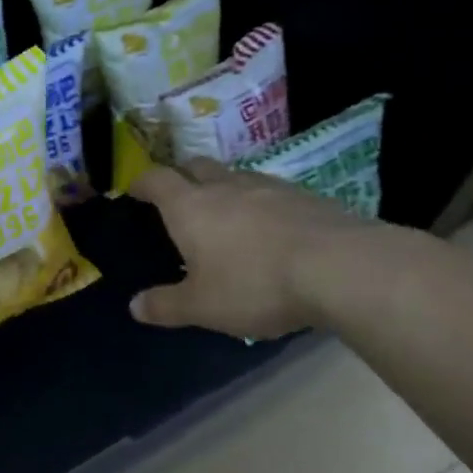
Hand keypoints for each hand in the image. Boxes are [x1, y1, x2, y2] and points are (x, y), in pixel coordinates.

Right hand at [127, 158, 380, 338]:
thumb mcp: (203, 306)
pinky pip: (271, 192)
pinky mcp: (305, 196)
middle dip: (182, 175)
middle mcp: (225, 187)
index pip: (156, 180)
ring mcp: (268, 187)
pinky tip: (270, 228)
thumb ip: (166, 305)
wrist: (339, 267)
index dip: (142, 182)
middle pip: (196, 166)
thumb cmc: (255, 284)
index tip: (134, 190)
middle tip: (179, 195)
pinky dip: (260, 203)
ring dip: (224, 187)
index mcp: (190, 207)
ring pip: (236, 176)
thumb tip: (134, 307)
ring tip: (225, 212)